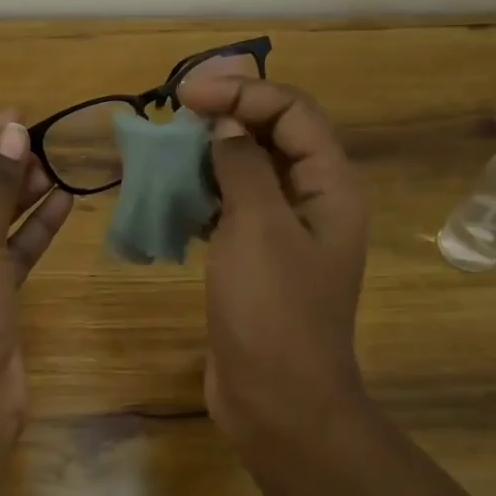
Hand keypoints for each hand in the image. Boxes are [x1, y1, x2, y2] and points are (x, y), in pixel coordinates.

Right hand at [178, 77, 369, 441]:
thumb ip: (243, 167)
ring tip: (165, 151)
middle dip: (226, 118)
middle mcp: (312, 203)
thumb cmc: (273, 311)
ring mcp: (283, 235)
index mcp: (330, 187)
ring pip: (247, 174)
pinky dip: (202, 198)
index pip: (293, 112)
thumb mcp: (257, 228)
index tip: (188, 95)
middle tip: (174, 115)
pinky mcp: (255, 262)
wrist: (278, 402)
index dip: (243, 93)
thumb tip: (226, 128)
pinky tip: (169, 199)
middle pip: (273, 137)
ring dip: (209, 157)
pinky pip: (230, 212)